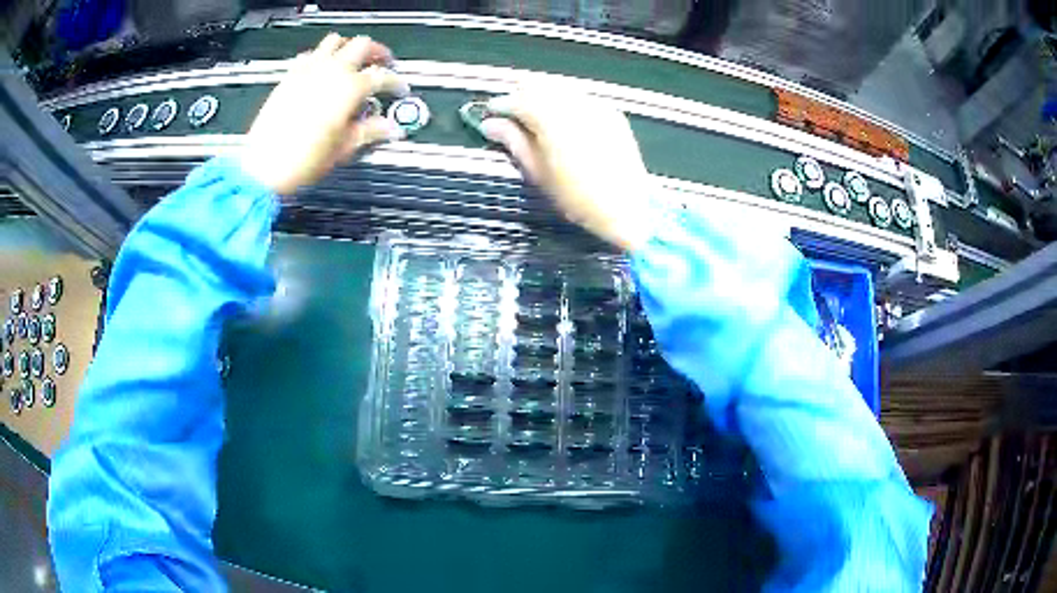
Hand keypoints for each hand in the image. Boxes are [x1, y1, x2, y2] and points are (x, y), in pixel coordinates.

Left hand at [239, 34, 409, 194]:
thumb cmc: (300, 160)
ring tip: (353, 59)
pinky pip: (309, 55)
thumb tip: (389, 128)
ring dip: (348, 47)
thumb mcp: (343, 148)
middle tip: (382, 63)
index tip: (399, 89)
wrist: (264, 168)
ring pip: (335, 41)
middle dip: (377, 52)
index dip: (396, 82)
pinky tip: (322, 70)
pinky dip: (321, 57)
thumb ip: (370, 131)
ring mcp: (308, 71)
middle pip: (362, 45)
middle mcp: (330, 72)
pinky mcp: (289, 77)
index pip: (383, 76)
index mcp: (349, 88)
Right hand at [480, 88, 657, 250]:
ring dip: (543, 95)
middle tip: (511, 114)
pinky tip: (563, 120)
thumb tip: (491, 125)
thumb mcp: (538, 172)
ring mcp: (596, 106)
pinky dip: (566, 102)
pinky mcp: (612, 113)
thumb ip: (514, 142)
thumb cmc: (577, 198)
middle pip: (539, 84)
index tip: (490, 113)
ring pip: (561, 87)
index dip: (500, 104)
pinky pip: (581, 97)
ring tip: (535, 116)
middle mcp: (574, 104)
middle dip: (521, 94)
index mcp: (552, 119)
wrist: (627, 209)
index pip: (518, 99)